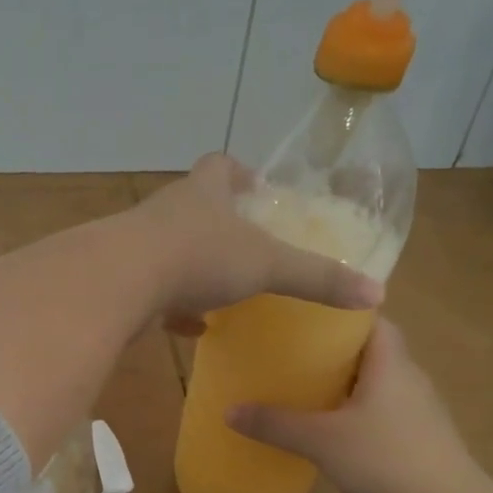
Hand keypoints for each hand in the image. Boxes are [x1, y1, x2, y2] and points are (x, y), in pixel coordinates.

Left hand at [133, 155, 381, 335]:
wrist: (117, 281)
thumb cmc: (198, 256)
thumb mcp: (267, 265)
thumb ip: (316, 277)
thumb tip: (374, 292)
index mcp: (203, 192)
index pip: (220, 165)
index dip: (240, 172)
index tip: (257, 189)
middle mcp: (168, 211)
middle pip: (194, 206)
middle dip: (219, 224)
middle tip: (247, 246)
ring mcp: (139, 244)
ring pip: (171, 248)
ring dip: (195, 266)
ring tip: (222, 289)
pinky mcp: (121, 278)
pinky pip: (154, 289)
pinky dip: (174, 306)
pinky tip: (191, 327)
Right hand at [227, 319, 481, 492]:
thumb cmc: (385, 458)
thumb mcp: (321, 440)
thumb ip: (275, 424)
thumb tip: (229, 410)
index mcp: (390, 362)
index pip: (372, 319)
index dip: (342, 313)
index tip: (306, 315)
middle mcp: (410, 377)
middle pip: (373, 349)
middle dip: (337, 349)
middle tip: (295, 351)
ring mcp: (421, 409)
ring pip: (380, 381)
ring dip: (349, 381)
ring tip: (309, 386)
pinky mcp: (423, 437)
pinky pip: (386, 409)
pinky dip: (361, 409)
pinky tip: (337, 426)